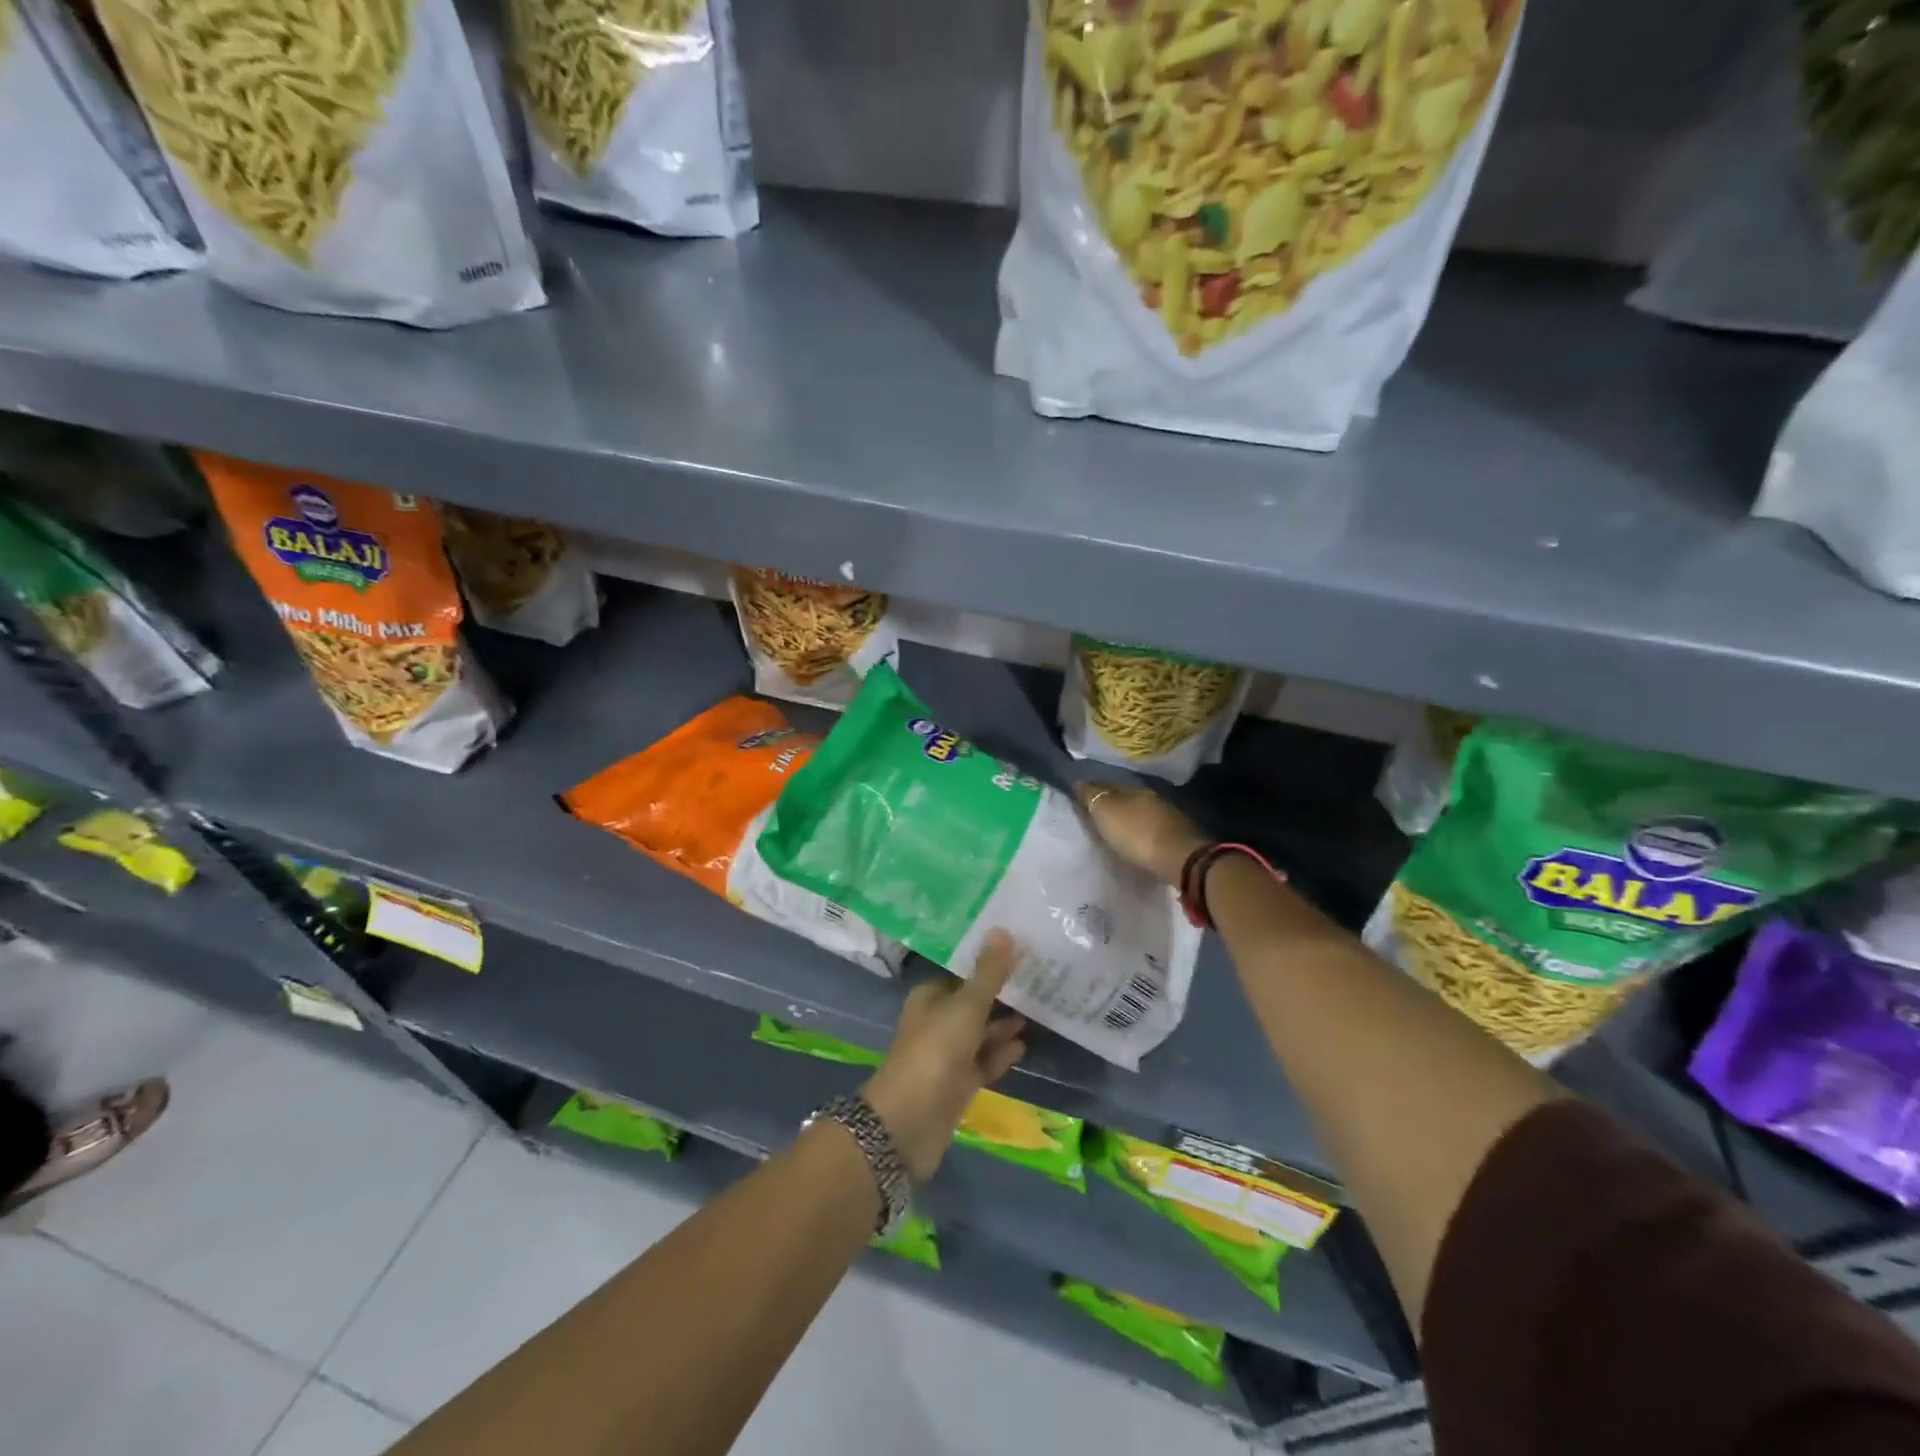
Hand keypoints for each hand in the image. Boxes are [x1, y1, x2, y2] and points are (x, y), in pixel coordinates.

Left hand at [861, 931, 1027, 1182]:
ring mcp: (946, 1055)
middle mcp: (937, 1021)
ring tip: (1039, 1010)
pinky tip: (1024, 1045)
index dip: (989, 963)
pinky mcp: (957, 1084)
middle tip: (1039, 980)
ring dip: (1004, 1024)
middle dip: (1001, 994)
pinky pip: (983, 1062)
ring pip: (980, 1033)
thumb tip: (1003, 930)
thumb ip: (988, 973)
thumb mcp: (966, 1007)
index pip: (963, 973)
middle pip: (973, 1003)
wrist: (908, 1123)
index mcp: (930, 997)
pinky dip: (1000, 1053)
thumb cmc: (935, 1052)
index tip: (1021, 953)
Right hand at [1074, 782, 1208, 886]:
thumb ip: (1092, 797)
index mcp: (1132, 788)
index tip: (1080, 797)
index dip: (1093, 790)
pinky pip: (1152, 825)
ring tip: (1116, 827)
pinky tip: (1137, 837)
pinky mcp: (1177, 834)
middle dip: (1112, 802)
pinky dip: (1142, 828)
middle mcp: (1150, 796)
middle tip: (1097, 813)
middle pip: (1125, 796)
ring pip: (1141, 810)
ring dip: (1129, 816)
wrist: (1179, 858)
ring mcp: (1167, 814)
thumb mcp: (1106, 813)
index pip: (1107, 784)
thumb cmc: (1136, 833)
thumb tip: (1078, 781)